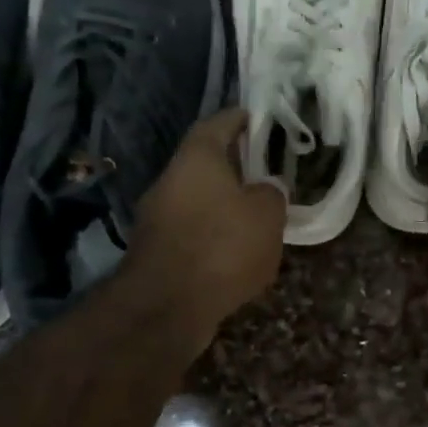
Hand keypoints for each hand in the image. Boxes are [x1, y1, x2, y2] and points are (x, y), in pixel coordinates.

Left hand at [126, 107, 286, 346]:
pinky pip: (191, 232)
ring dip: (223, 205)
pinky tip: (235, 252)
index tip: (258, 119)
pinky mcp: (156, 252)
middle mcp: (170, 181)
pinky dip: (212, 236)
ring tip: (256, 216)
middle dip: (234, 167)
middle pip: (204, 163)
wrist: (166, 308)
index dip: (240, 119)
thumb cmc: (221, 247)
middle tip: (265, 172)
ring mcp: (157, 218)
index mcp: (196, 159)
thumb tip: (266, 188)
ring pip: (197, 200)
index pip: (217, 123)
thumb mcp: (266, 216)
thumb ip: (271, 194)